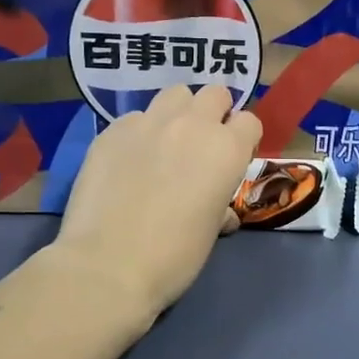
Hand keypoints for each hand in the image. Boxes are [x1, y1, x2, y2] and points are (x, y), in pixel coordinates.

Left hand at [51, 84, 262, 326]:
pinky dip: (140, 131)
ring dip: (179, 112)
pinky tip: (129, 159)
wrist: (108, 264)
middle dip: (215, 112)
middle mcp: (192, 125)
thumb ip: (220, 207)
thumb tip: (220, 211)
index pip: (249, 121)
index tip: (234, 158)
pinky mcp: (112, 130)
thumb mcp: (210, 232)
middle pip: (214, 93)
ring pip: (174, 94)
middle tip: (202, 143)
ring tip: (167, 140)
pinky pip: (136, 117)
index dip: (244, 138)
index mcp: (227, 150)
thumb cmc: (174, 256)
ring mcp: (149, 123)